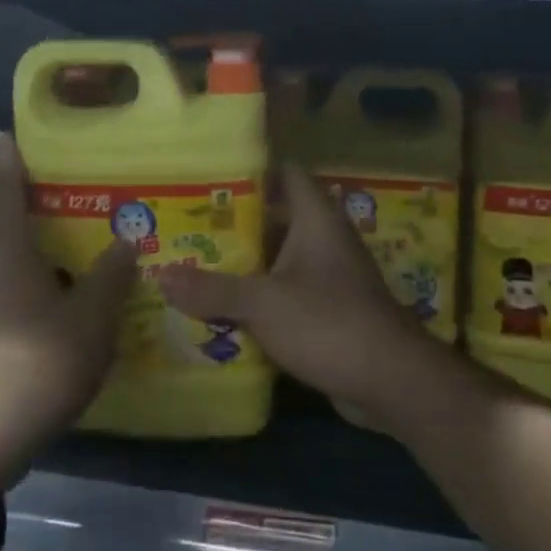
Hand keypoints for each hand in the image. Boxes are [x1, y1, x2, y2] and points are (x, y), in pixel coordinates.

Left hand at [0, 133, 135, 481]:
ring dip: (25, 247)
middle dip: (24, 207)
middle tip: (65, 199)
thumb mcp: (90, 316)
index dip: (7, 159)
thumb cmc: (39, 359)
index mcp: (2, 248)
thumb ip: (110, 275)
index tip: (8, 135)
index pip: (2, 188)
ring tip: (66, 247)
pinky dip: (22, 279)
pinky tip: (53, 297)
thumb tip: (126, 241)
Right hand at [159, 164, 449, 429]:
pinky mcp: (328, 310)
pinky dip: (259, 295)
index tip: (208, 174)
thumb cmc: (329, 322)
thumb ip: (212, 289)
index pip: (285, 173)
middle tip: (187, 223)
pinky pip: (286, 291)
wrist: (391, 381)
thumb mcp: (264, 303)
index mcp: (316, 218)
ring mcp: (329, 276)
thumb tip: (159, 276)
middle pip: (275, 217)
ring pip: (279, 257)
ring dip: (244, 262)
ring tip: (193, 260)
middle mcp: (325, 239)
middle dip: (234, 222)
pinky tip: (222, 305)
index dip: (250, 169)